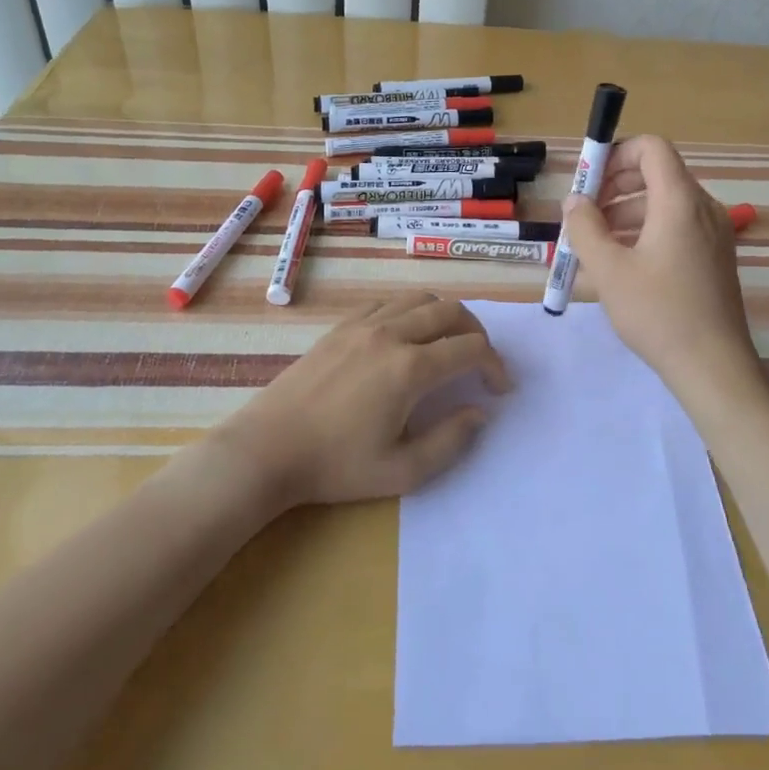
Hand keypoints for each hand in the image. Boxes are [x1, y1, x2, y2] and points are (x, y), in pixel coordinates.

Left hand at [216, 292, 509, 508]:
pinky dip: (411, 311)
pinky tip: (407, 338)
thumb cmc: (336, 466)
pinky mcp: (342, 326)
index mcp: (410, 368)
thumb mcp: (402, 471)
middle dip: (477, 333)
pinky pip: (388, 302)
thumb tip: (479, 412)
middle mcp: (391, 334)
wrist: (268, 449)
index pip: (471, 348)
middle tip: (480, 362)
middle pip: (451, 311)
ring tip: (448, 345)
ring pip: (420, 298)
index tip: (500, 388)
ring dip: (445, 316)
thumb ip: (451, 441)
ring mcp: (363, 324)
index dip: (495, 365)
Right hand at [564, 135, 761, 393]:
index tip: (588, 182)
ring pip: (665, 202)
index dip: (616, 154)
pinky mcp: (715, 255)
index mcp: (680, 201)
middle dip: (615, 185)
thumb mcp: (609, 270)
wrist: (713, 366)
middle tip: (584, 213)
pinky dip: (646, 229)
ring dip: (626, 210)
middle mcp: (702, 207)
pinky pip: (677, 225)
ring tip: (595, 242)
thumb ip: (585, 227)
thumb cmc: (658, 313)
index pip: (651, 148)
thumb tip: (574, 200)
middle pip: (657, 173)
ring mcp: (714, 232)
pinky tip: (623, 261)